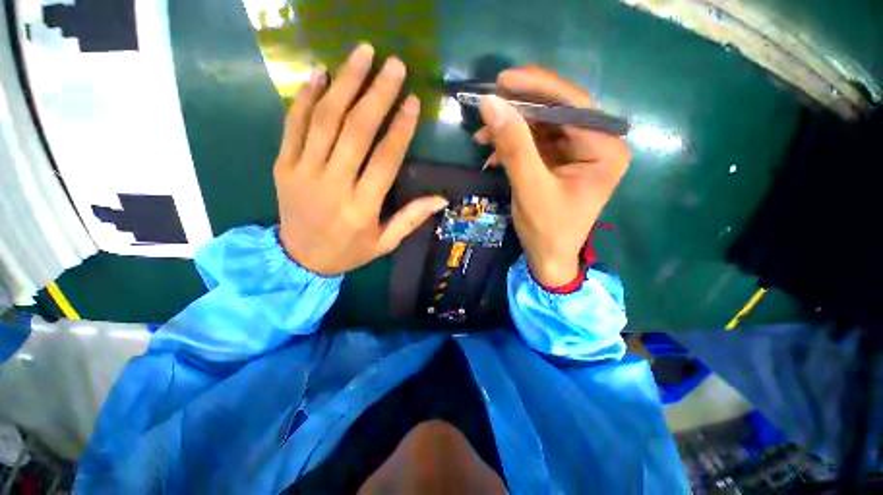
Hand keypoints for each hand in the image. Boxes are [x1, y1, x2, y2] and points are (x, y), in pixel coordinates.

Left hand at [275, 44, 447, 274]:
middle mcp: (333, 184)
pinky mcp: (284, 165)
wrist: (299, 260)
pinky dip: (306, 96)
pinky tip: (320, 73)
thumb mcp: (385, 243)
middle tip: (393, 64)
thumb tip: (442, 199)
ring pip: (325, 120)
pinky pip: (293, 125)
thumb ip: (411, 219)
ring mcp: (303, 172)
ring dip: (344, 83)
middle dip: (376, 94)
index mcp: (362, 207)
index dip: (400, 128)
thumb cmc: (348, 252)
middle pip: (356, 131)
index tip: (412, 101)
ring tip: (362, 54)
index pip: (385, 159)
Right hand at [475, 66, 630, 286]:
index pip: (573, 103)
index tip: (502, 80)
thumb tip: (491, 103)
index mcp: (605, 148)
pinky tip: (493, 154)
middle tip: (487, 109)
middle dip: (519, 111)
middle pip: (557, 112)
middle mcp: (598, 143)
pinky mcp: (562, 162)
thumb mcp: (530, 187)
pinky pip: (537, 143)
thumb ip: (513, 145)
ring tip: (482, 138)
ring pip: (543, 126)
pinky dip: (514, 145)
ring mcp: (579, 152)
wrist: (549, 258)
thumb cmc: (547, 229)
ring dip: (511, 130)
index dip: (536, 87)